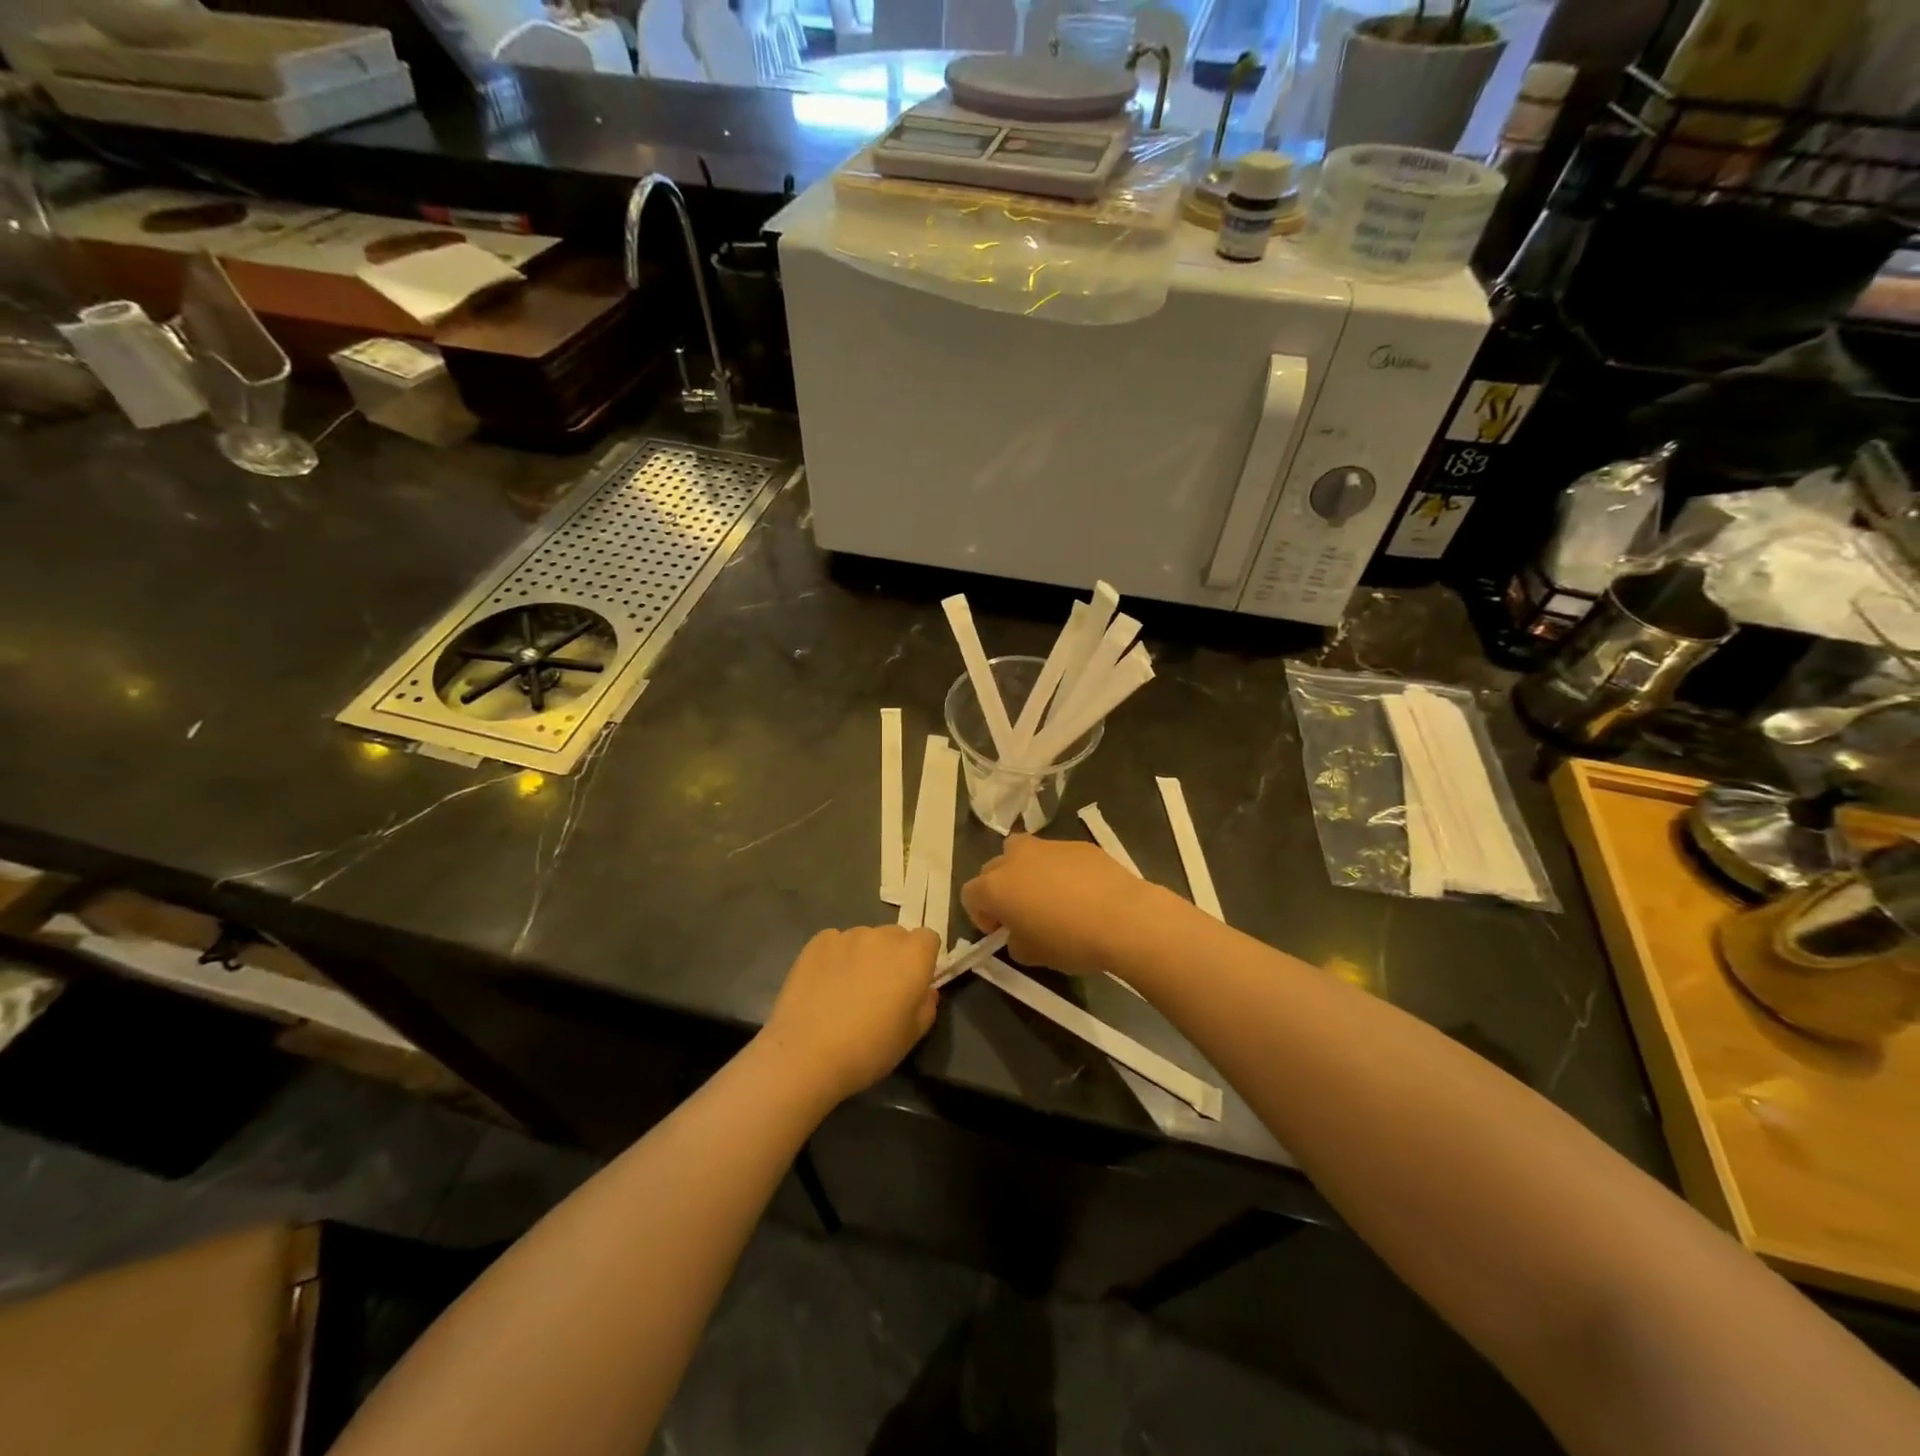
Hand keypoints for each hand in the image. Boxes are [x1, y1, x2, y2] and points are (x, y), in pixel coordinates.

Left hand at [759, 925, 939, 1102]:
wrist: (806, 1054)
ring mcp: (847, 936)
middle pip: (896, 936)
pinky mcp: (817, 942)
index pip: (928, 938)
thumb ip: (926, 1005)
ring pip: (865, 938)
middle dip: (894, 956)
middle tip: (880, 989)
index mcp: (912, 956)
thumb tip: (925, 990)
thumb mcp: (911, 1036)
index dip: (923, 959)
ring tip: (847, 989)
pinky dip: (836, 957)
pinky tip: (825, 984)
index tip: (913, 983)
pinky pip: (836, 942)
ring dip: (864, 955)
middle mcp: (882, 937)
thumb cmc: (868, 1049)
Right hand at [961, 834, 1155, 975]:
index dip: (980, 915)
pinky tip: (1081, 893)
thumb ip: (1015, 941)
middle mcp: (1015, 858)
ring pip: (1024, 854)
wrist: (1124, 917)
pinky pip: (1057, 856)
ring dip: (1027, 873)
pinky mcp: (1078, 844)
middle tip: (1020, 914)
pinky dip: (1059, 870)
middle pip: (993, 869)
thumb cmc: (1070, 941)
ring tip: (1050, 898)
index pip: (969, 895)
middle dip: (1000, 889)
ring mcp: (1048, 846)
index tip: (999, 932)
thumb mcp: (1033, 955)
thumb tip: (1020, 933)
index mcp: (996, 886)